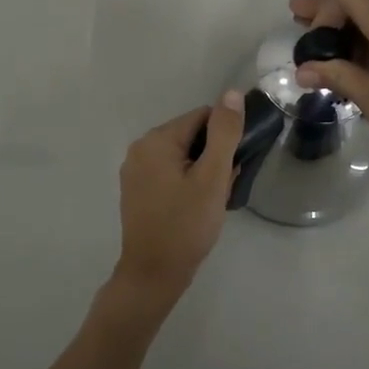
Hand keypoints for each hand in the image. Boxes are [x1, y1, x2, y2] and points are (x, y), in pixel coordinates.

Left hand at [108, 91, 244, 318]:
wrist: (153, 275)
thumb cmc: (186, 225)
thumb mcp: (212, 177)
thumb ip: (224, 133)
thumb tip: (231, 93)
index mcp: (156, 140)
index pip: (202, 117)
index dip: (224, 138)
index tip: (233, 166)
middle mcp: (140, 148)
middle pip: (191, 136)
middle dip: (213, 157)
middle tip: (223, 188)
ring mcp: (135, 171)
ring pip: (182, 157)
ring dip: (202, 172)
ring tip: (211, 201)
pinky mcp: (137, 191)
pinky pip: (169, 173)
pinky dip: (187, 183)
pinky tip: (196, 208)